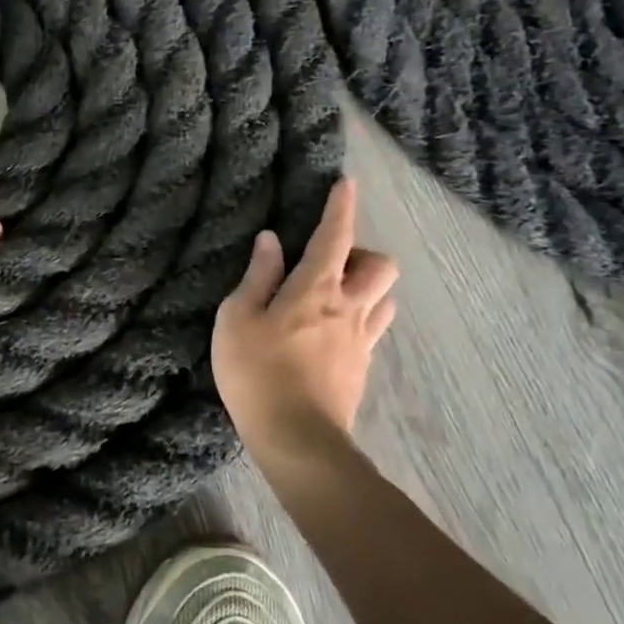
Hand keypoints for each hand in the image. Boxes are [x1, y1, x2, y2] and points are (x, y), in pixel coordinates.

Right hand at [212, 177, 397, 449]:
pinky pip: (373, 331)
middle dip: (364, 254)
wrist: (297, 440)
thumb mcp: (237, 318)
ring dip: (368, 288)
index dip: (341, 207)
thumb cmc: (256, 372)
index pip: (336, 236)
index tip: (346, 183)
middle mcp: (348, 308)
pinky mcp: (362, 370)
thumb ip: (257, 276)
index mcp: (316, 288)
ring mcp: (361, 341)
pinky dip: (360, 319)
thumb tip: (271, 240)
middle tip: (331, 263)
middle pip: (382, 267)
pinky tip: (332, 334)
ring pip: (385, 299)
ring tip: (335, 296)